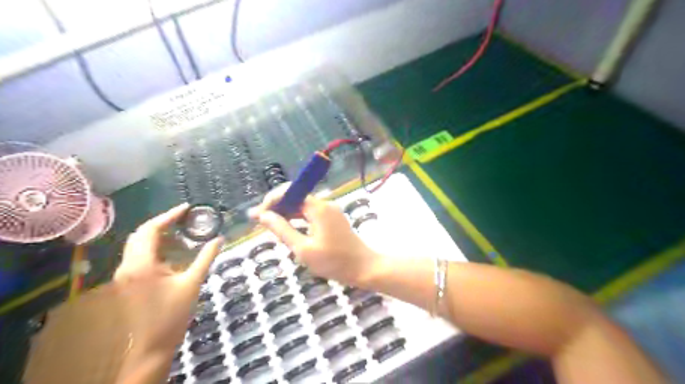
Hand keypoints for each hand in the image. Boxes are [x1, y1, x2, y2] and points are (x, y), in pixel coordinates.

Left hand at [112, 203, 221, 378]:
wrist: (152, 345)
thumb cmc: (174, 313)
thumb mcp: (193, 282)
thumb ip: (206, 257)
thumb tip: (220, 238)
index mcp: (142, 265)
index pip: (151, 230)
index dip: (169, 215)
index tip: (187, 208)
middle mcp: (128, 266)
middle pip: (140, 234)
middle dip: (162, 222)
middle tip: (185, 218)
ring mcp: (124, 275)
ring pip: (137, 244)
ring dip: (158, 235)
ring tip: (182, 231)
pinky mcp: (127, 282)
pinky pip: (138, 256)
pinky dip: (154, 247)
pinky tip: (173, 251)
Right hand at [249, 185, 381, 286]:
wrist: (364, 268)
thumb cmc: (334, 261)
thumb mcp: (303, 249)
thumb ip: (282, 230)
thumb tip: (262, 215)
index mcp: (318, 207)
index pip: (290, 192)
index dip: (271, 200)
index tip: (257, 215)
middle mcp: (324, 204)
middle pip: (296, 197)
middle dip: (277, 207)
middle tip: (260, 223)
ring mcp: (330, 212)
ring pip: (302, 207)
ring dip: (286, 214)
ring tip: (270, 227)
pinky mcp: (333, 220)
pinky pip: (310, 214)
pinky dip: (298, 220)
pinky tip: (288, 230)